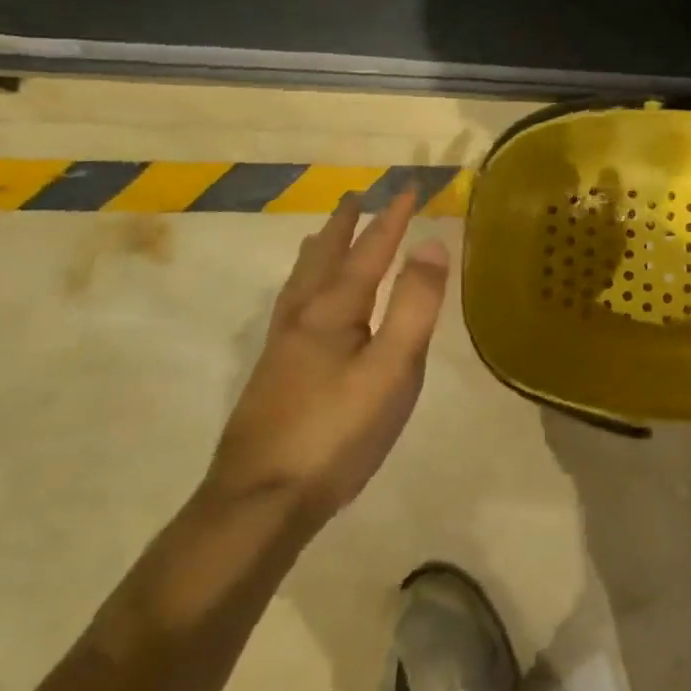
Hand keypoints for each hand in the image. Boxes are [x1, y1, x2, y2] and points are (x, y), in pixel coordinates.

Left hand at [205, 192, 449, 519]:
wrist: (258, 503)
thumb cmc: (337, 433)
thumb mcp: (392, 369)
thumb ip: (415, 305)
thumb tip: (432, 244)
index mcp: (335, 308)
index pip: (370, 249)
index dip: (392, 218)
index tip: (409, 187)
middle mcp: (304, 315)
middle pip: (326, 256)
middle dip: (346, 224)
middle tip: (355, 196)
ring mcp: (282, 345)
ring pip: (301, 281)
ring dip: (319, 250)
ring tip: (323, 235)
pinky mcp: (273, 372)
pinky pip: (291, 304)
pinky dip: (303, 282)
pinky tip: (301, 303)